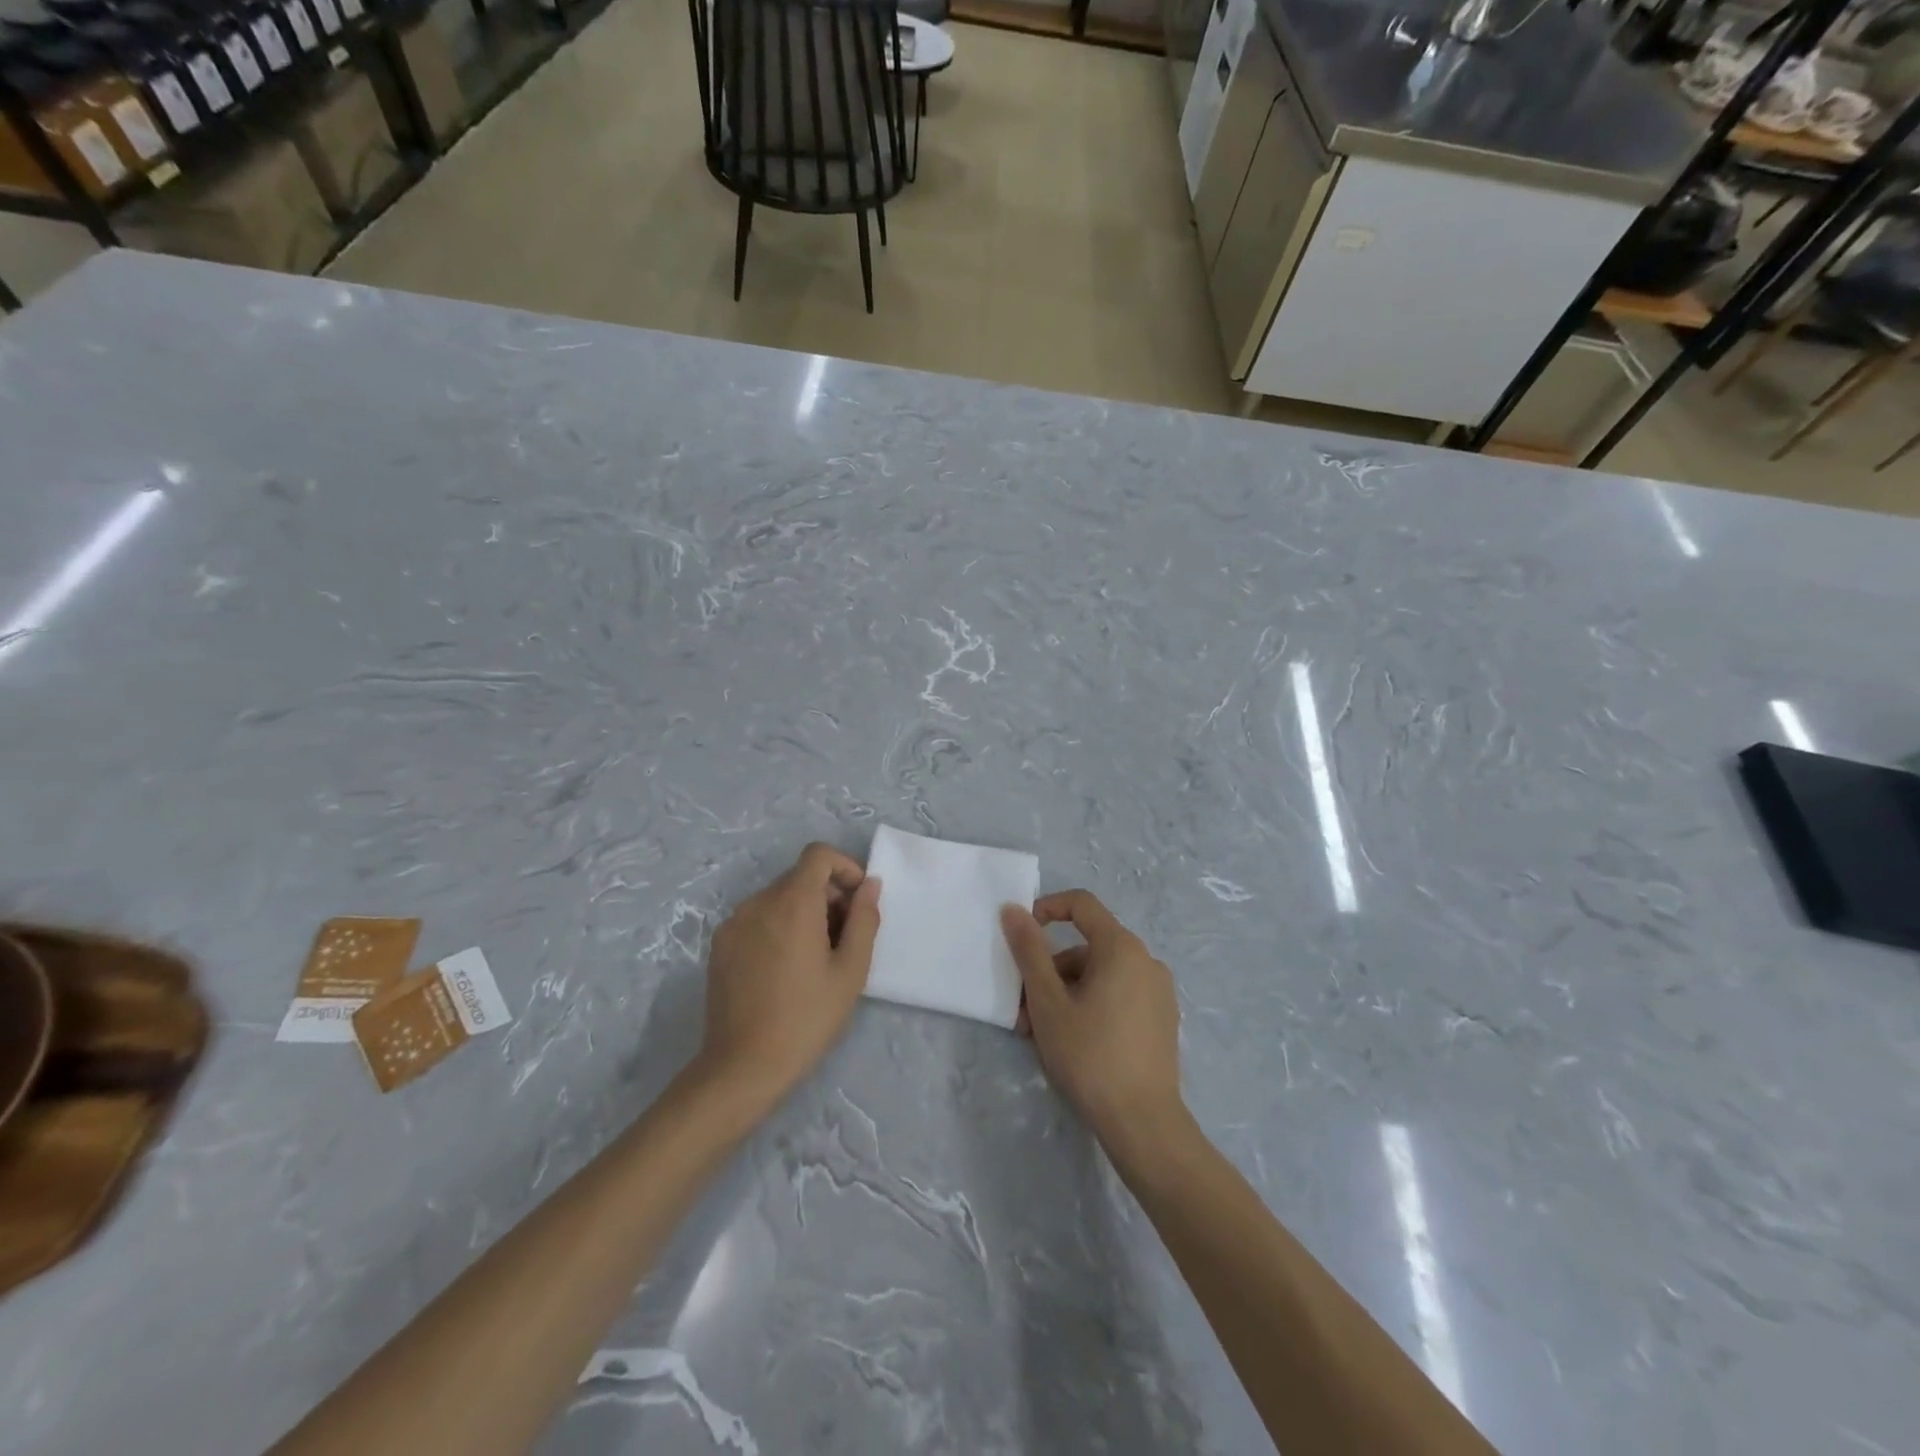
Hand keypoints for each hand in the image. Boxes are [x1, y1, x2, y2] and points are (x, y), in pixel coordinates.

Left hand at [695, 843, 880, 1115]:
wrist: (742, 1066)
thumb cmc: (806, 1018)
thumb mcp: (851, 971)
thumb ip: (864, 919)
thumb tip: (869, 885)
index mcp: (793, 902)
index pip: (818, 855)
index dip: (844, 868)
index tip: (858, 900)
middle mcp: (759, 902)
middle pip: (800, 877)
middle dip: (828, 895)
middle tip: (845, 937)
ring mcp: (734, 922)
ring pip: (778, 898)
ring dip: (804, 912)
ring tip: (817, 957)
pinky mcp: (720, 944)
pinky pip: (758, 918)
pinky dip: (779, 926)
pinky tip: (786, 969)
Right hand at [1000, 891, 1183, 1147]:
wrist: (1143, 1123)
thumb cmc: (1089, 1054)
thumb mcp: (1048, 1002)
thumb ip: (1029, 951)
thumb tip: (1013, 909)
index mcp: (1122, 947)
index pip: (1081, 904)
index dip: (1047, 910)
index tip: (1021, 936)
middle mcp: (1146, 960)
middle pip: (1087, 947)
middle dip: (1050, 971)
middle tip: (1024, 1010)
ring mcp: (1158, 992)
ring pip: (1100, 975)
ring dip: (1066, 993)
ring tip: (1042, 1034)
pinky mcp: (1162, 1020)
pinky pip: (1119, 995)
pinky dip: (1091, 1005)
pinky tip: (1073, 1042)